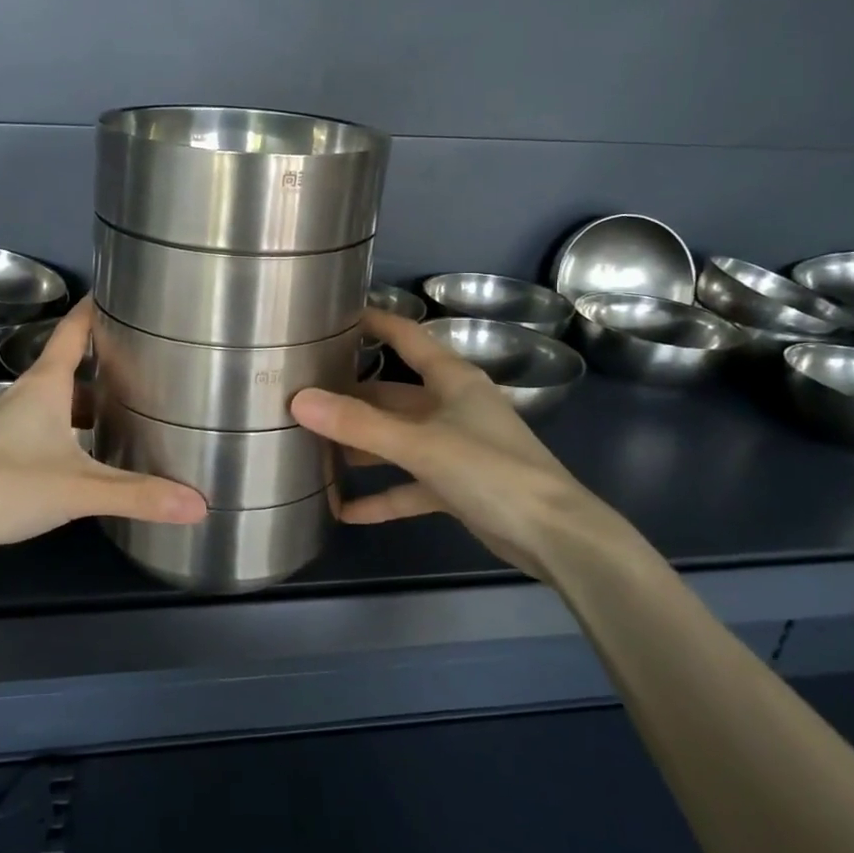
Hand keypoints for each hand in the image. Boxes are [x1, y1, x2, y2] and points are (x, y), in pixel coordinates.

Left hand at [0, 300, 206, 548]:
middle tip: (148, 364)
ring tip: (127, 411)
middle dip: (106, 362)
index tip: (124, 292)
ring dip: (88, 401)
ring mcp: (6, 423)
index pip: (74, 331)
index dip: (96, 308)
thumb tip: (199, 504)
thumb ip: (137, 495)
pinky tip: (86, 455)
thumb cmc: (4, 484)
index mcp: (45, 385)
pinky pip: (44, 426)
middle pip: (70, 367)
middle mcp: (25, 395)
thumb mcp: (78, 489)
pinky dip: (70, 430)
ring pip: (57, 401)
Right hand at [290, 311, 649, 580]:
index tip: (332, 316)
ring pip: (397, 440)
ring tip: (312, 448)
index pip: (406, 337)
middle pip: (392, 394)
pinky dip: (381, 495)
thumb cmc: (491, 471)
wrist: (554, 537)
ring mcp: (455, 448)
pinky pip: (409, 485)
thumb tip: (299, 400)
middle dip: (351, 397)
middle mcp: (452, 407)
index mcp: (452, 380)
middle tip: (303, 395)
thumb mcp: (420, 444)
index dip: (374, 323)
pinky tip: (344, 510)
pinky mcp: (456, 486)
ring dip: (361, 447)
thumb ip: (359, 424)